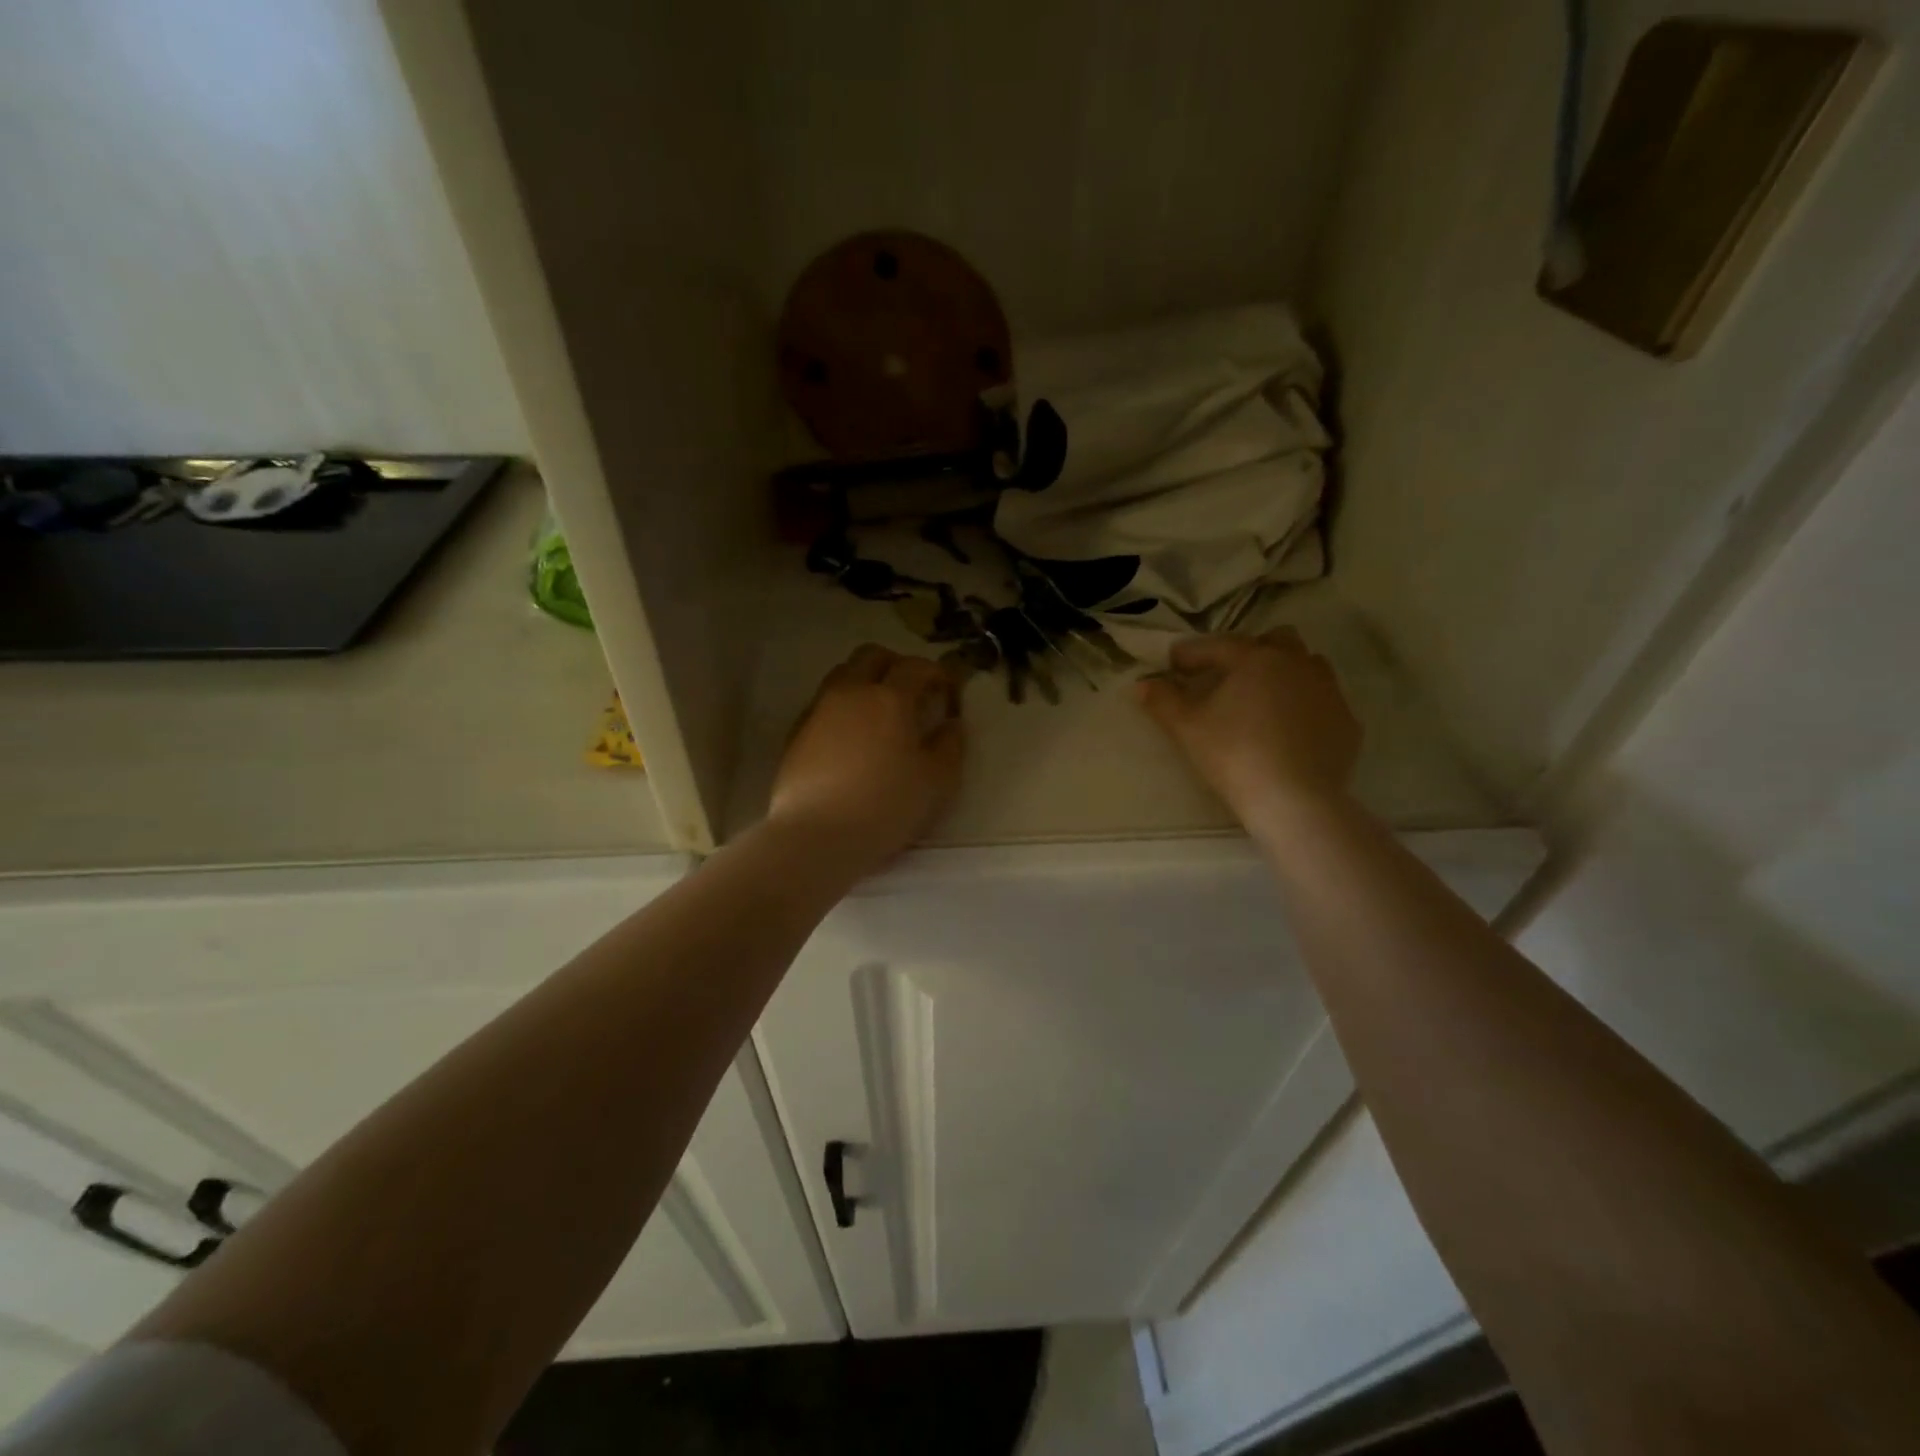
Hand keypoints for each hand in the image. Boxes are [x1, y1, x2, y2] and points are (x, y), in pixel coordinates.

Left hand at [768, 645, 965, 873]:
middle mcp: (851, 692)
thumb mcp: (936, 782)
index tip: (948, 694)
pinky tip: (852, 739)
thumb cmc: (885, 807)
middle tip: (913, 693)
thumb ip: (950, 746)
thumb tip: (951, 724)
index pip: (917, 666)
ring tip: (880, 715)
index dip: (938, 674)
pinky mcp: (796, 732)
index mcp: (890, 698)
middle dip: (897, 665)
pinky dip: (844, 707)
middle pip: (872, 655)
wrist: (816, 836)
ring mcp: (818, 709)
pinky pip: (825, 702)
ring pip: (844, 675)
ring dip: (866, 682)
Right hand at [1136, 630, 1360, 827]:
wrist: (1296, 800)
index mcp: (1256, 659)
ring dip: (1283, 675)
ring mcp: (1329, 692)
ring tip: (1261, 701)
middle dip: (1250, 652)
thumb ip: (1162, 701)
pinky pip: (1323, 702)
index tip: (1174, 664)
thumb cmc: (1235, 755)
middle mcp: (1297, 664)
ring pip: (1306, 667)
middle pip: (1275, 641)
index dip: (1191, 654)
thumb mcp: (1187, 728)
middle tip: (1226, 677)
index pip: (1217, 645)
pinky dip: (1304, 707)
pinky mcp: (1347, 722)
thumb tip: (1141, 684)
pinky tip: (1289, 731)